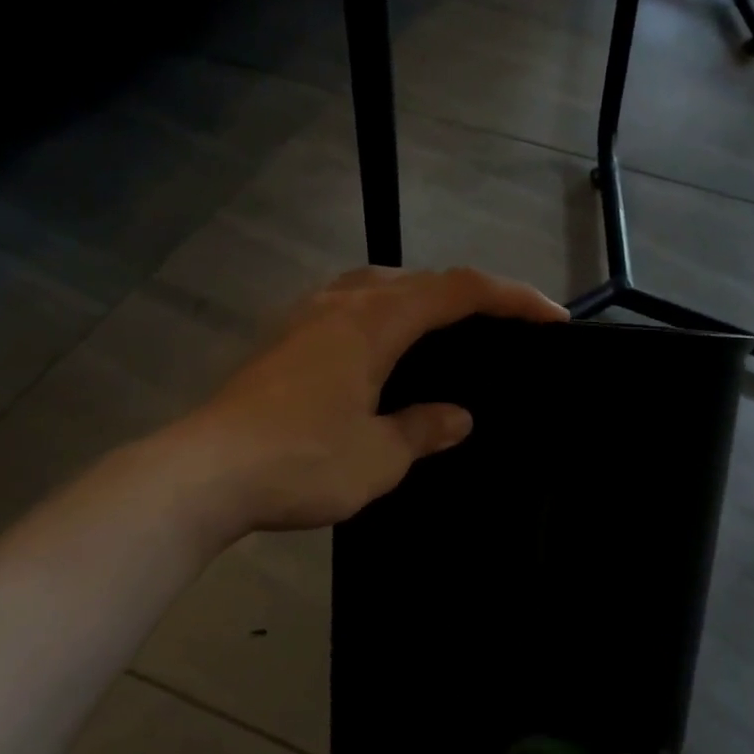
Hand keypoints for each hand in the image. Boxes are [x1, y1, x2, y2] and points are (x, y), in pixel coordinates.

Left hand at [187, 266, 566, 533]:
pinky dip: (381, 318)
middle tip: (498, 328)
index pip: (459, 291)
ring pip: (376, 286)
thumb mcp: (378, 456)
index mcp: (374, 320)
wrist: (201, 474)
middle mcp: (340, 302)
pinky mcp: (281, 341)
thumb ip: (423, 429)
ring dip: (419, 301)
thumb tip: (457, 416)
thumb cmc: (300, 461)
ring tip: (444, 335)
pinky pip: (347, 308)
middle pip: (417, 278)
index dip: (512, 298)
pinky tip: (381, 356)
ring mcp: (304, 317)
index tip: (551, 318)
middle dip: (466, 295)